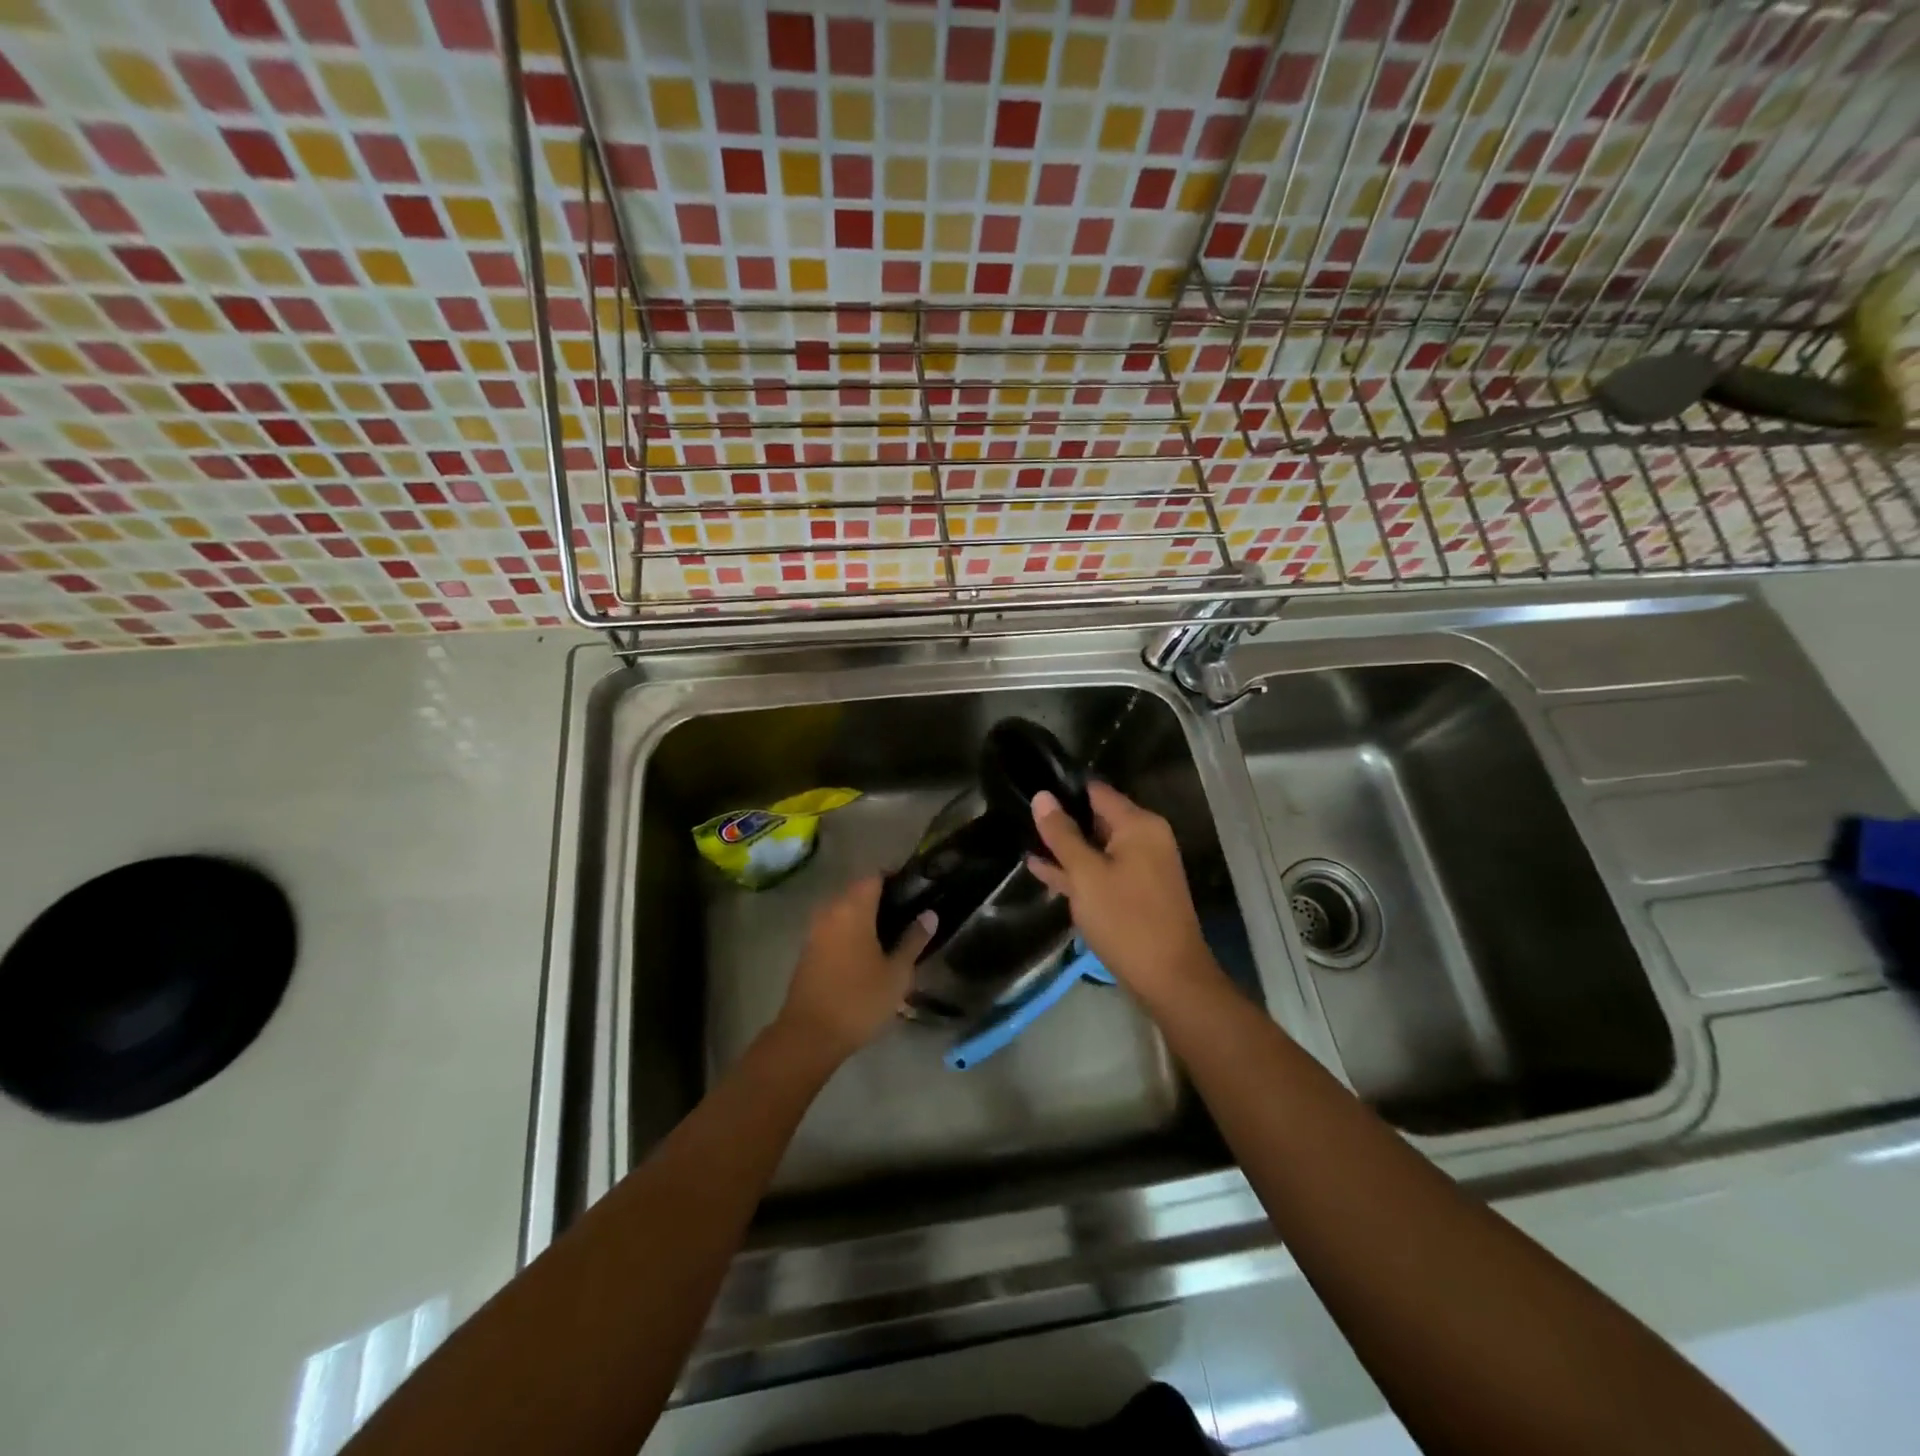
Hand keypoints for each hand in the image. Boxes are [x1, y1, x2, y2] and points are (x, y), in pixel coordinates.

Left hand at [777, 876, 933, 1061]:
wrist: (809, 1036)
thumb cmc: (859, 1000)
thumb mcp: (897, 973)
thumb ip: (914, 940)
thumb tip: (929, 914)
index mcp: (853, 909)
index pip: (875, 876)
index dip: (895, 879)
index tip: (915, 892)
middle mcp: (830, 911)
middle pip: (858, 891)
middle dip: (881, 898)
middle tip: (907, 916)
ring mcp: (815, 930)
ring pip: (844, 910)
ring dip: (864, 916)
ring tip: (891, 935)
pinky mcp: (808, 950)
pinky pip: (833, 927)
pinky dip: (850, 931)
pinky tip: (867, 952)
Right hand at [1027, 783, 1219, 1010]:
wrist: (1168, 979)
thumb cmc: (1126, 919)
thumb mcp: (1086, 875)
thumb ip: (1062, 835)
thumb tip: (1041, 796)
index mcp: (1139, 825)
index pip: (1096, 791)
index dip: (1064, 790)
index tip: (1031, 790)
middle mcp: (1145, 838)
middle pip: (1097, 818)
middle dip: (1062, 820)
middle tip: (1020, 815)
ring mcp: (1142, 867)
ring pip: (1097, 847)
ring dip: (1066, 848)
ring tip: (1024, 840)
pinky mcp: (1136, 892)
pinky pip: (1103, 871)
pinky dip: (1078, 871)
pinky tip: (1042, 871)